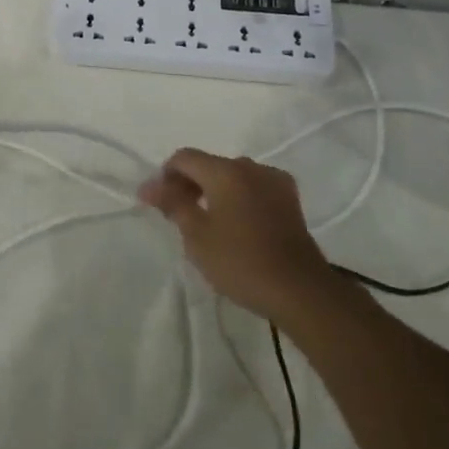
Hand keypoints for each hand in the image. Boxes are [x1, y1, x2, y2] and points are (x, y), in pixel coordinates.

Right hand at [138, 150, 333, 323]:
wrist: (299, 290)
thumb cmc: (240, 262)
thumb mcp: (197, 236)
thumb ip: (172, 204)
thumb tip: (149, 185)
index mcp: (226, 171)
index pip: (184, 157)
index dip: (165, 176)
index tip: (158, 203)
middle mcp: (251, 167)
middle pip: (209, 164)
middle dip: (190, 184)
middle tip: (179, 215)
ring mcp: (274, 181)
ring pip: (233, 176)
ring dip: (215, 190)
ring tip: (208, 222)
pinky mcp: (290, 200)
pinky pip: (254, 187)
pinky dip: (239, 197)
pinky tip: (237, 224)